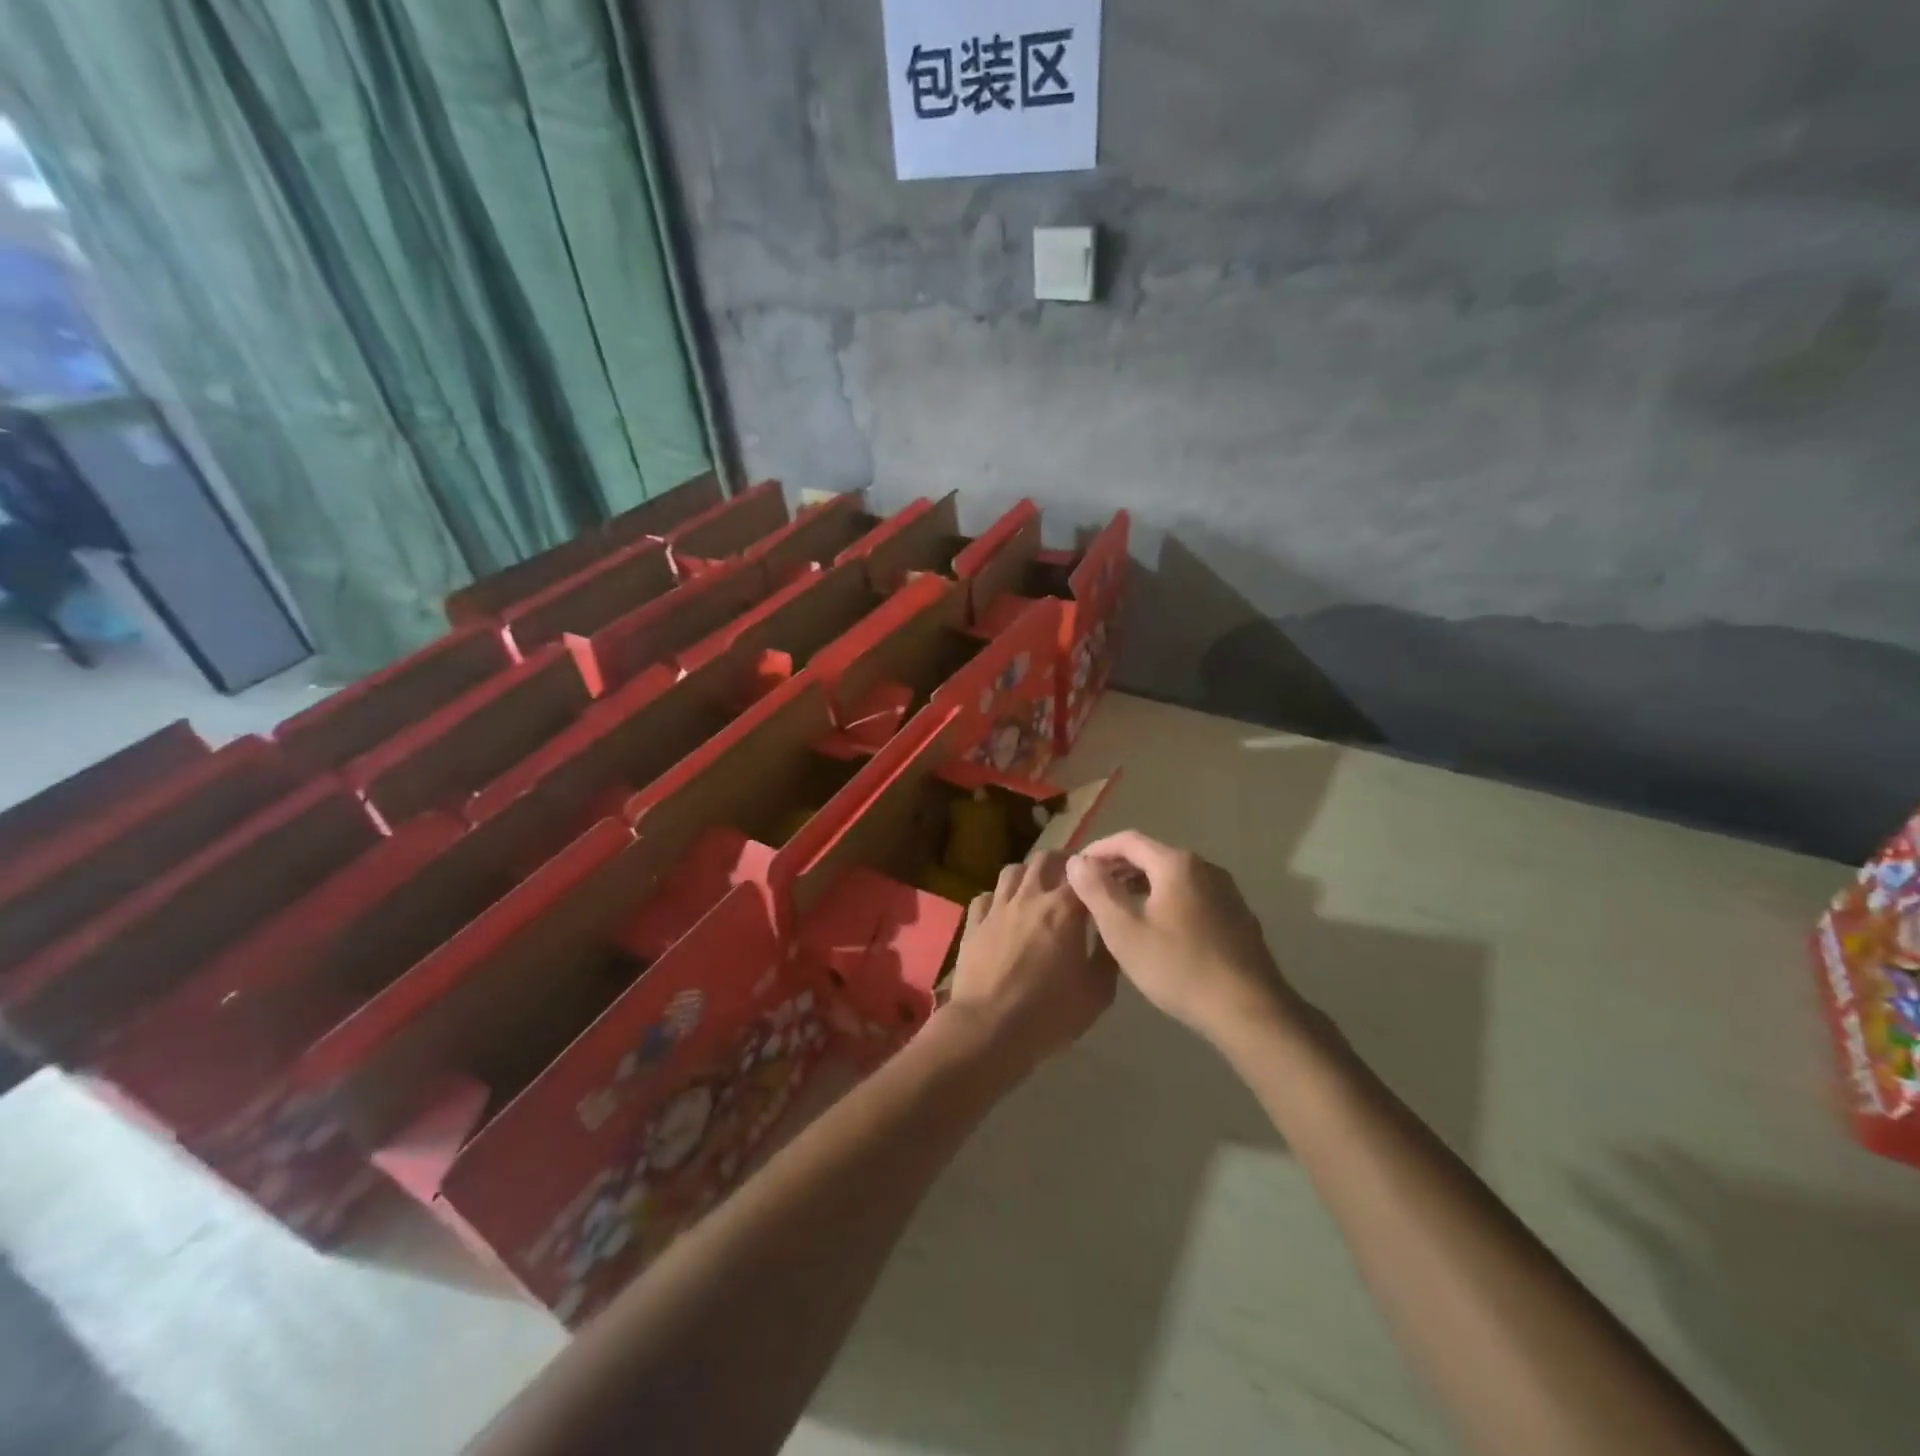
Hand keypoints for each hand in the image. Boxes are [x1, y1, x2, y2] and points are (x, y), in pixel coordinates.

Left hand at [942, 852, 1115, 1069]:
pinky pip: (986, 897)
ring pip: (1013, 871)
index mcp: (1064, 909)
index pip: (1086, 873)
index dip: (1100, 872)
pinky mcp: (974, 923)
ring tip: (1038, 889)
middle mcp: (1030, 897)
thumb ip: (1107, 955)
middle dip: (1063, 862)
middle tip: (1073, 878)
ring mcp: (997, 907)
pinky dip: (998, 898)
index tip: (1108, 879)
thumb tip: (1110, 933)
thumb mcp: (1097, 992)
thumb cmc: (1049, 1013)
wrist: (988, 1028)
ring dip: (1029, 874)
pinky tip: (1003, 912)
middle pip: (1046, 859)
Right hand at [1066, 831, 1301, 1044]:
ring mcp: (1225, 891)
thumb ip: (1096, 890)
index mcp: (1176, 863)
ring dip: (1141, 886)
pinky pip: (1191, 896)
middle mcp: (1205, 867)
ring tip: (1118, 910)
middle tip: (1092, 891)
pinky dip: (1165, 901)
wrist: (1249, 1010)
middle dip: (1118, 869)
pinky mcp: (1237, 916)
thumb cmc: (1178, 966)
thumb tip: (1077, 861)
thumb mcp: (1124, 929)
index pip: (1127, 840)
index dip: (1097, 850)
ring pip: (1172, 878)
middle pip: (1152, 856)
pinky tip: (1157, 931)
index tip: (1075, 869)